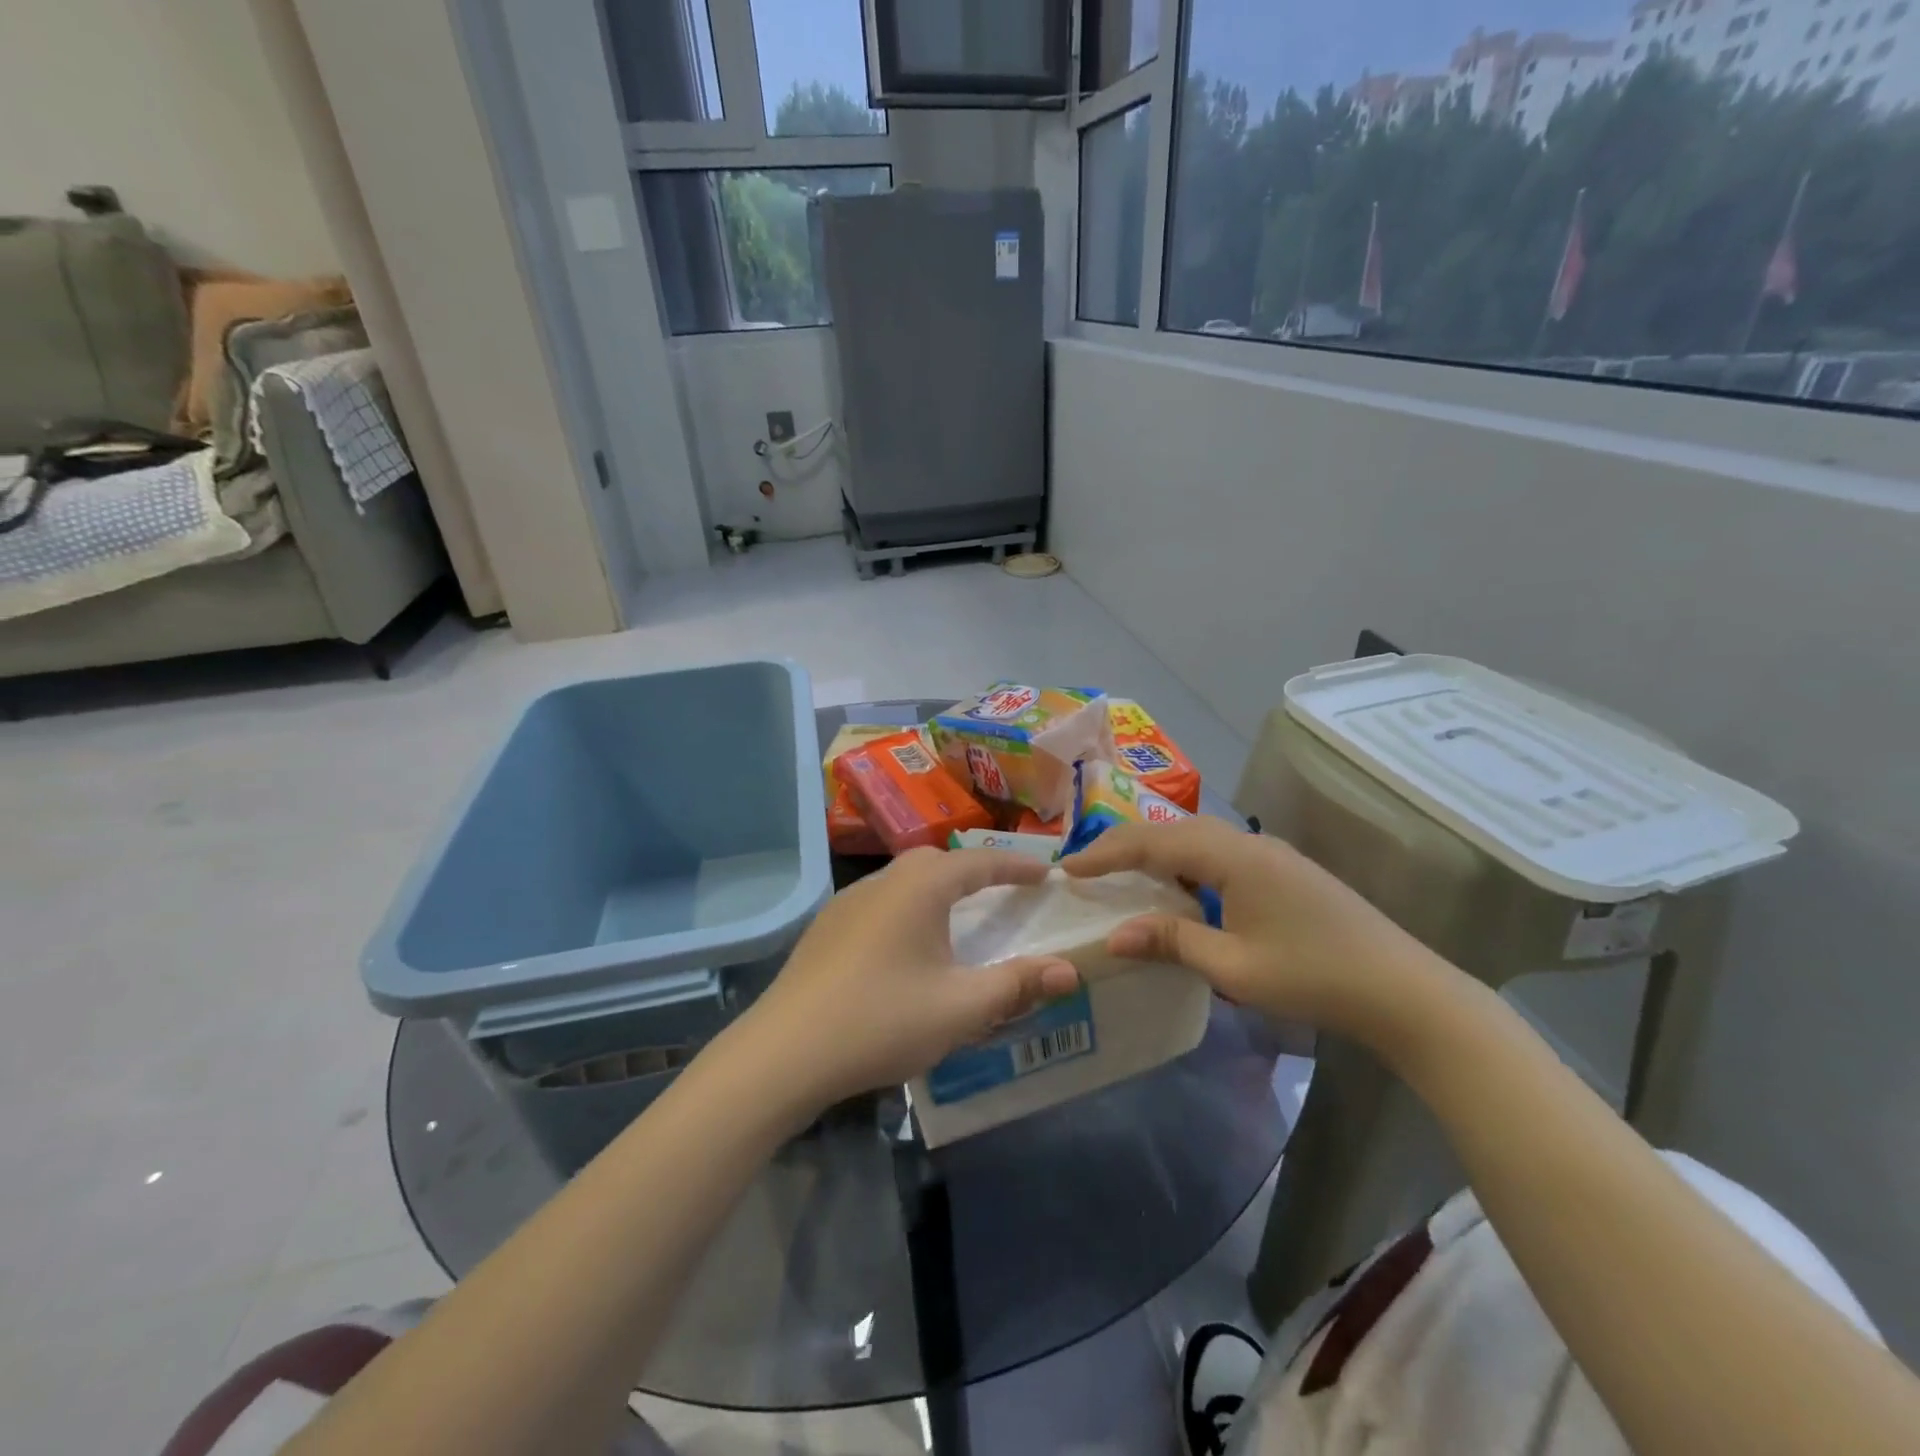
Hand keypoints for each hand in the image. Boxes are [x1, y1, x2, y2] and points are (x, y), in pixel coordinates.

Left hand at [742, 848, 1081, 1110]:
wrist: (784, 1052)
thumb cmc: (882, 1020)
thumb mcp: (961, 1007)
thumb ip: (1018, 985)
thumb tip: (1070, 971)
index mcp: (920, 888)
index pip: (979, 863)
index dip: (1016, 866)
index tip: (1045, 873)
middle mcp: (883, 882)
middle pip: (937, 862)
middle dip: (974, 871)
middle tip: (1003, 891)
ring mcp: (847, 903)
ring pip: (904, 881)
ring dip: (937, 890)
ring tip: (958, 917)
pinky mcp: (825, 929)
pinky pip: (880, 904)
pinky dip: (908, 910)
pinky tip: (906, 946)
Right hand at [1058, 818, 1458, 1046]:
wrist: (1405, 990)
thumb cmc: (1314, 977)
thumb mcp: (1234, 968)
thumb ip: (1171, 942)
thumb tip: (1113, 936)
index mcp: (1233, 858)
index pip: (1153, 843)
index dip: (1106, 853)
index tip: (1067, 868)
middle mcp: (1249, 843)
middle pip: (1173, 830)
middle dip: (1126, 845)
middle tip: (1088, 868)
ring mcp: (1271, 853)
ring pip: (1198, 838)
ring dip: (1157, 851)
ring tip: (1124, 874)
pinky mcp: (1285, 869)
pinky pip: (1219, 852)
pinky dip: (1186, 862)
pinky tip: (1180, 888)